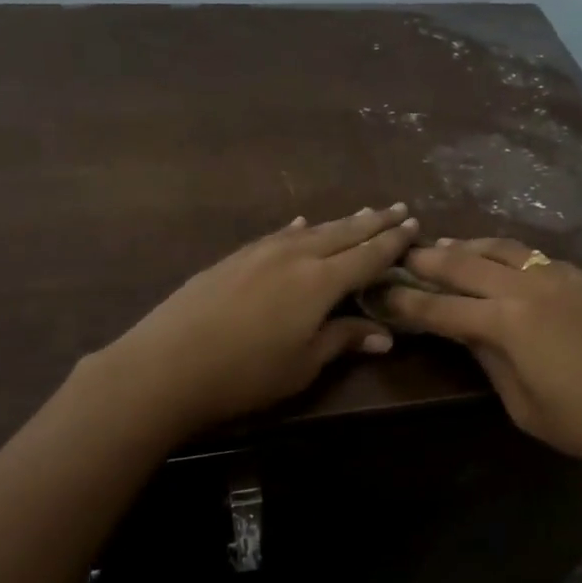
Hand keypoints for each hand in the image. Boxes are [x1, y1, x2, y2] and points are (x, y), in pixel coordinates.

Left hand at [90, 205, 421, 437]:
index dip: (393, 242)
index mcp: (320, 282)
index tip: (414, 225)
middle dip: (373, 222)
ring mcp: (261, 251)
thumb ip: (342, 340)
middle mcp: (296, 255)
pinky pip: (278, 234)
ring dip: (340, 221)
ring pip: (312, 230)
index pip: (368, 255)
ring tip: (362, 213)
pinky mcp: (235, 257)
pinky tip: (301, 224)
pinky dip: (298, 229)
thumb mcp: (302, 364)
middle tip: (398, 208)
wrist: (168, 363)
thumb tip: (384, 335)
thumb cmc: (245, 374)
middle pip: (343, 233)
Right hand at [382, 238, 581, 485]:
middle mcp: (528, 287)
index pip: (440, 308)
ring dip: (468, 245)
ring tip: (446, 246)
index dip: (405, 301)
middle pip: (465, 262)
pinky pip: (534, 256)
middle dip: (428, 258)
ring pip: (502, 248)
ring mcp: (560, 277)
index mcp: (506, 323)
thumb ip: (490, 360)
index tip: (378, 291)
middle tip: (402, 253)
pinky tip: (501, 261)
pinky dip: (506, 253)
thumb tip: (468, 333)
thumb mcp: (524, 405)